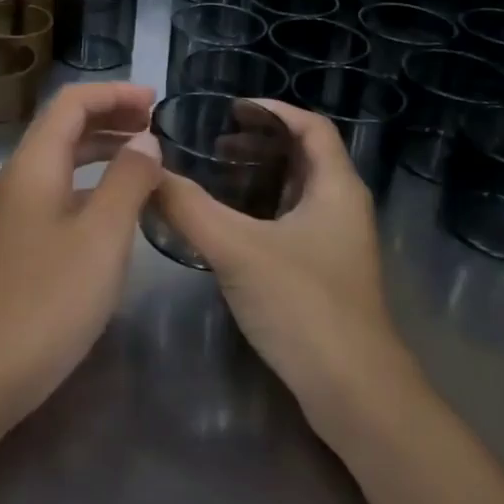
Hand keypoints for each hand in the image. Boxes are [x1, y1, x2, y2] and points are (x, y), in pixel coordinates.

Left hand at [0, 82, 162, 420]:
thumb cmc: (49, 298)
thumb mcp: (102, 235)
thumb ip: (128, 180)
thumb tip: (145, 140)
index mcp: (34, 163)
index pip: (72, 102)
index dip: (114, 93)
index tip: (156, 100)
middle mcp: (20, 176)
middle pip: (64, 125)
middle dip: (110, 115)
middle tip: (157, 125)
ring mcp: (16, 210)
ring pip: (62, 159)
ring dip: (102, 148)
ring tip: (146, 156)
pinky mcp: (21, 240)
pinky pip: (60, 190)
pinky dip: (92, 182)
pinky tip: (118, 204)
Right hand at [155, 101, 420, 440]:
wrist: (355, 395)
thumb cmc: (304, 306)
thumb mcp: (237, 249)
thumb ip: (188, 208)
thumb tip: (147, 173)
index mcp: (336, 188)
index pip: (311, 126)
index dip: (274, 110)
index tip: (232, 108)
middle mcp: (343, 207)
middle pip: (305, 155)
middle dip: (261, 142)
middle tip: (215, 143)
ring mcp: (338, 244)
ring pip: (298, 191)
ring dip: (261, 175)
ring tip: (218, 176)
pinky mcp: (326, 274)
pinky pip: (293, 221)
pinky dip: (263, 209)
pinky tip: (230, 226)